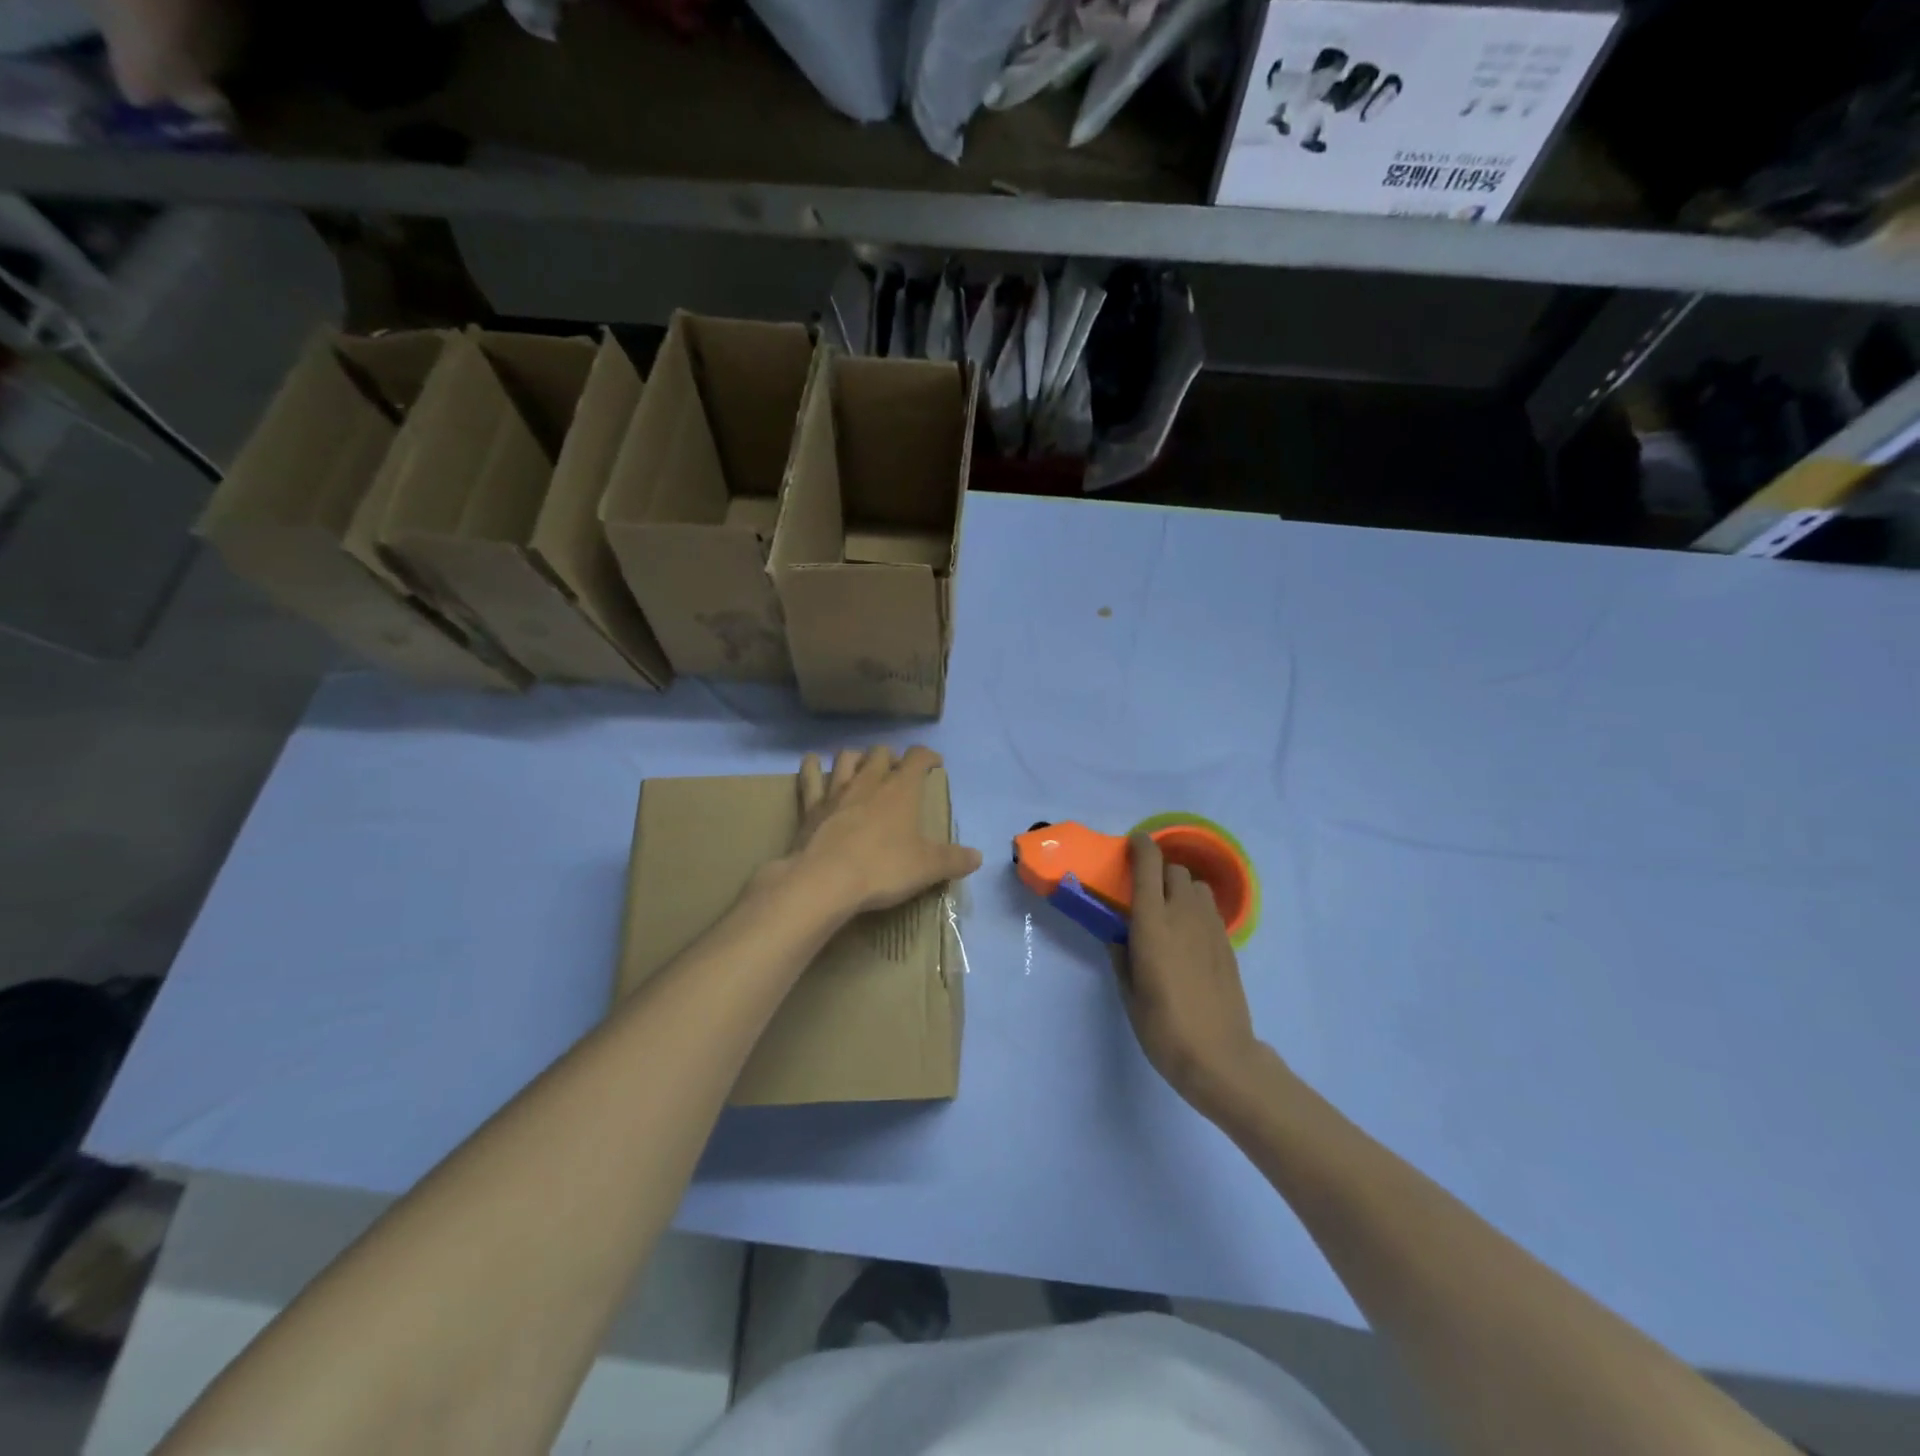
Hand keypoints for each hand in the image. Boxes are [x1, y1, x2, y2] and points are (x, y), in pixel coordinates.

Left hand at [784, 746, 983, 918]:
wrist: (825, 881)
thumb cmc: (883, 869)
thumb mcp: (927, 868)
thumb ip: (954, 860)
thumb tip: (977, 857)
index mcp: (901, 790)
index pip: (918, 758)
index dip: (928, 756)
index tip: (935, 764)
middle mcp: (869, 781)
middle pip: (881, 753)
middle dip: (892, 758)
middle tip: (898, 773)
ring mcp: (836, 791)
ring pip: (847, 758)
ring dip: (857, 758)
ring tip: (862, 767)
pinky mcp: (811, 807)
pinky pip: (809, 777)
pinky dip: (811, 767)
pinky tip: (812, 763)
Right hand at [1112, 832, 1270, 1115]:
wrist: (1219, 1057)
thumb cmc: (1162, 1027)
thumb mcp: (1128, 992)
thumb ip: (1120, 954)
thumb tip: (1117, 933)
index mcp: (1153, 923)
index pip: (1149, 866)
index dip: (1141, 846)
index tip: (1132, 844)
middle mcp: (1184, 915)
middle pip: (1176, 871)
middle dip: (1159, 871)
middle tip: (1143, 890)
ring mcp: (1211, 929)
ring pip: (1197, 888)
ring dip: (1180, 889)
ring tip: (1168, 912)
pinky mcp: (1228, 945)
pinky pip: (1210, 911)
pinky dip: (1195, 910)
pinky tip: (1187, 937)